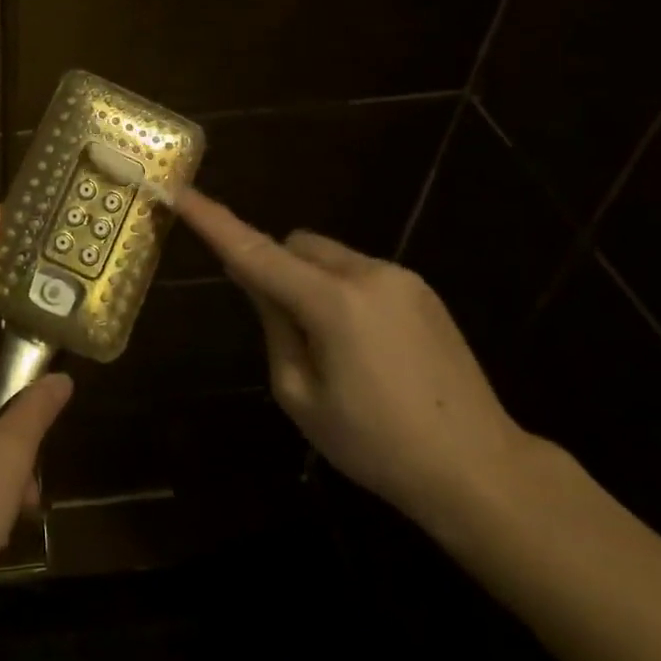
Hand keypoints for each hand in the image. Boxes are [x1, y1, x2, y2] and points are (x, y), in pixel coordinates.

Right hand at [175, 188, 535, 532]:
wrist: (480, 469)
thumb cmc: (376, 444)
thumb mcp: (301, 395)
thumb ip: (274, 326)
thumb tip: (257, 279)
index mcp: (332, 303)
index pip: (256, 252)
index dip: (213, 221)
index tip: (180, 190)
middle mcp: (367, 273)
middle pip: (296, 245)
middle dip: (277, 269)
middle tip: (285, 328)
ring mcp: (401, 278)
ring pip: (329, 258)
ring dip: (311, 283)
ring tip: (334, 348)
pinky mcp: (422, 290)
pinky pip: (361, 273)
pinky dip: (342, 293)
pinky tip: (367, 348)